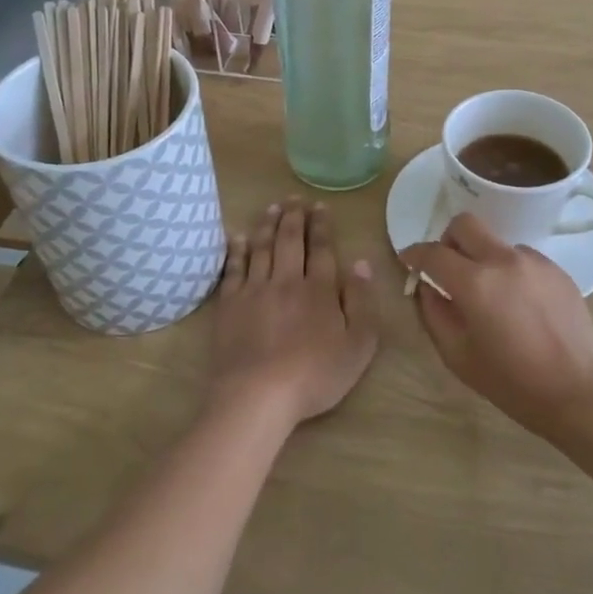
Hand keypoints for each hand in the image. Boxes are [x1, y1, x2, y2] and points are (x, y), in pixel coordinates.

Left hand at [209, 198, 379, 430]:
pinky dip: (236, 250)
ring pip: (262, 248)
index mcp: (320, 289)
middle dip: (294, 216)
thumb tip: (361, 263)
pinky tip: (237, 237)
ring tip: (271, 207)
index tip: (320, 206)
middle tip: (295, 198)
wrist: (258, 395)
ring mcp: (255, 290)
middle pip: (290, 241)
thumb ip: (362, 302)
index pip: (322, 249)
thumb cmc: (315, 375)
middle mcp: (287, 280)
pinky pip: (233, 269)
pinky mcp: (230, 304)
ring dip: (267, 225)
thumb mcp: (358, 345)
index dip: (321, 225)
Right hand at [403, 212, 592, 438]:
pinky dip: (511, 271)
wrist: (574, 390)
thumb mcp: (458, 355)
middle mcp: (503, 260)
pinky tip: (520, 304)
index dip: (414, 254)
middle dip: (449, 240)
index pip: (434, 253)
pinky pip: (523, 258)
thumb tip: (427, 287)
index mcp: (474, 283)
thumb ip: (434, 313)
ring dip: (484, 259)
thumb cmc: (510, 380)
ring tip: (493, 295)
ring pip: (496, 242)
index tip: (408, 260)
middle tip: (449, 267)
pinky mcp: (556, 270)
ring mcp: (534, 262)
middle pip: (465, 224)